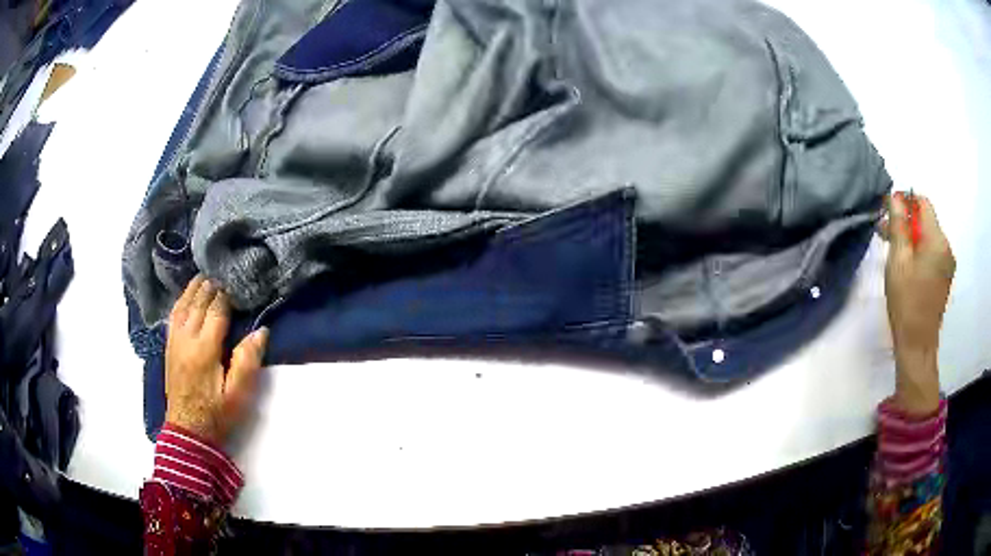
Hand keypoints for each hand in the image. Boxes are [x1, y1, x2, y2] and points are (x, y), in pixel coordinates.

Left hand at [165, 275, 268, 444]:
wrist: (187, 431)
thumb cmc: (217, 414)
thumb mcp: (239, 395)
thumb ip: (247, 362)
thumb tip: (260, 331)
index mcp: (205, 350)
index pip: (215, 312)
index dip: (226, 296)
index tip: (236, 284)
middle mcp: (186, 339)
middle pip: (198, 303)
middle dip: (210, 287)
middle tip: (223, 274)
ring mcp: (174, 342)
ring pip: (182, 306)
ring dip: (193, 289)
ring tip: (204, 276)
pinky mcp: (169, 348)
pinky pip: (173, 316)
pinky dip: (180, 301)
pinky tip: (185, 296)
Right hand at [879, 192, 954, 416]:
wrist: (917, 345)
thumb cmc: (906, 302)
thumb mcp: (898, 261)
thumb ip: (898, 225)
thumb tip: (896, 197)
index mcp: (937, 240)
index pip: (923, 203)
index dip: (906, 201)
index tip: (888, 211)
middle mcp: (946, 247)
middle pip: (926, 220)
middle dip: (906, 221)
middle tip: (885, 232)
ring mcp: (948, 263)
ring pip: (928, 237)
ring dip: (911, 237)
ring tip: (894, 250)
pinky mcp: (945, 276)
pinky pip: (932, 252)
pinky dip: (919, 251)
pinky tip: (906, 264)